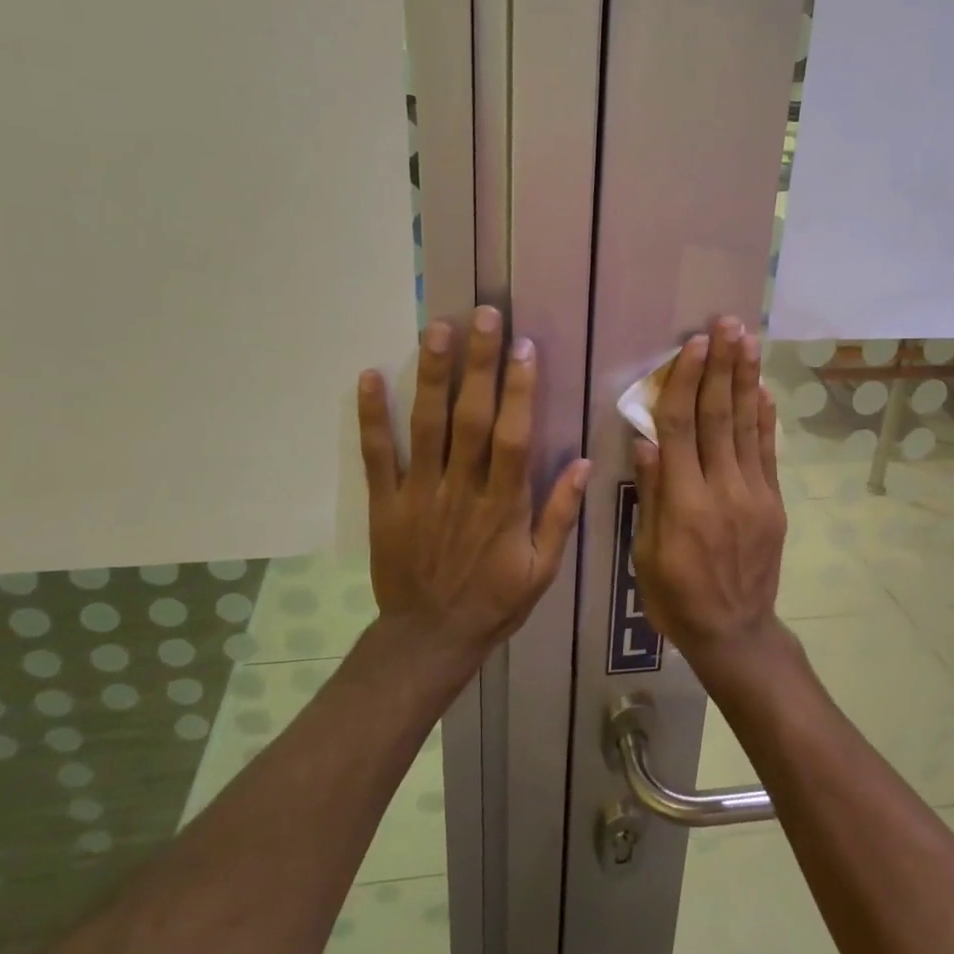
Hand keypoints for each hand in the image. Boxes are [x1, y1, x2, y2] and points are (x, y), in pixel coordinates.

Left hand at [357, 305, 589, 652]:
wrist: (429, 639)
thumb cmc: (493, 603)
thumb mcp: (542, 571)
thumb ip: (560, 516)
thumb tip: (584, 463)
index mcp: (503, 505)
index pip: (514, 437)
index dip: (520, 391)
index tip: (524, 347)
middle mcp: (462, 490)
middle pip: (470, 418)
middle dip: (478, 364)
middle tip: (482, 315)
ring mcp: (420, 494)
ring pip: (426, 427)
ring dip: (431, 376)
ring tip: (436, 329)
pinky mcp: (386, 503)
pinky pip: (378, 456)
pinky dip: (372, 418)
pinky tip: (370, 376)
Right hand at [631, 317, 787, 659]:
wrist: (735, 633)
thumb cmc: (676, 598)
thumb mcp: (647, 554)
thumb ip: (653, 495)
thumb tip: (647, 440)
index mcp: (685, 504)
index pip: (682, 429)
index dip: (687, 383)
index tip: (693, 345)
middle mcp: (723, 491)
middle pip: (721, 417)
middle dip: (722, 366)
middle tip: (726, 324)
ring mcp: (755, 496)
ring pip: (748, 427)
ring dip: (747, 379)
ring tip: (748, 339)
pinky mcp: (774, 504)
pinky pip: (769, 453)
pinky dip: (766, 418)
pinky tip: (763, 389)